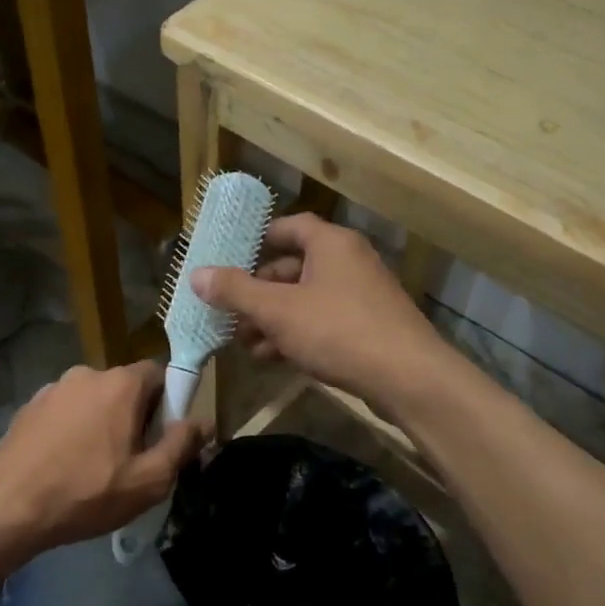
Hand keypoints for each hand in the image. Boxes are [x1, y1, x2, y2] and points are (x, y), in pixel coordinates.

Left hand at [0, 362, 208, 557]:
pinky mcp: (29, 407)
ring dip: (102, 422)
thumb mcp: (149, 480)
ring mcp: (53, 388)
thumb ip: (181, 445)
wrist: (9, 508)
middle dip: (135, 415)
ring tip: (95, 465)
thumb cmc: (87, 493)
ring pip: (93, 399)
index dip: (169, 403)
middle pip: (126, 387)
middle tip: (132, 458)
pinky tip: (65, 463)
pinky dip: (73, 429)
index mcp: (121, 384)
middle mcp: (87, 374)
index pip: (160, 373)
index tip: (163, 437)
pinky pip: (65, 411)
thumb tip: (204, 422)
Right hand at [191, 214, 455, 412]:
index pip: (288, 227)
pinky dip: (296, 333)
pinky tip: (273, 358)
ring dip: (272, 319)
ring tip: (243, 344)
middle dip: (257, 292)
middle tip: (228, 314)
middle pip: (292, 267)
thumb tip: (196, 274)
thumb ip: (236, 291)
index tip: (228, 258)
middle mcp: (348, 261)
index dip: (256, 240)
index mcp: (330, 244)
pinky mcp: (368, 327)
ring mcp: (361, 295)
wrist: (408, 378)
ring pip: (305, 299)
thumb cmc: (338, 331)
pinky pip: (322, 321)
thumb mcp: (278, 311)